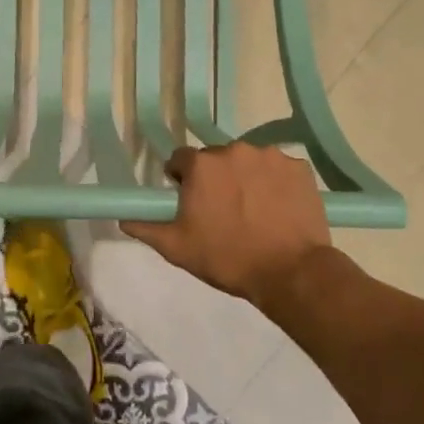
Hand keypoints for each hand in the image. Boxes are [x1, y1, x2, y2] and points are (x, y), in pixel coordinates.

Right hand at [121, 142, 349, 315]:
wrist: (290, 273)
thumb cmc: (226, 258)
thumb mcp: (177, 248)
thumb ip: (146, 227)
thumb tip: (124, 219)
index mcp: (201, 165)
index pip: (181, 159)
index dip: (181, 179)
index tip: (189, 200)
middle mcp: (235, 150)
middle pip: (216, 158)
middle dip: (215, 178)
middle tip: (221, 209)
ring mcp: (271, 157)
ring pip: (248, 161)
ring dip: (245, 178)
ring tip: (252, 210)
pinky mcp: (300, 168)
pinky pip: (279, 169)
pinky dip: (275, 183)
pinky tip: (277, 209)